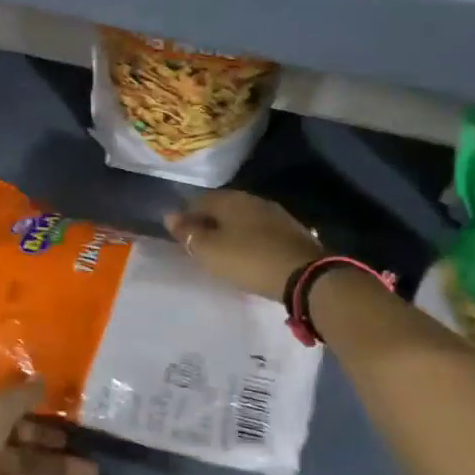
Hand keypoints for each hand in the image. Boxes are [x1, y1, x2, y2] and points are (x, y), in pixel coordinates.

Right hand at [165, 190, 322, 301]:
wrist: (305, 276)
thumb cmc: (248, 260)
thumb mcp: (210, 251)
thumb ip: (189, 233)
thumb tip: (170, 216)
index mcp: (230, 199)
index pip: (199, 200)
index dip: (185, 216)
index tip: (179, 235)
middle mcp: (252, 199)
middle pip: (222, 206)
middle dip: (208, 221)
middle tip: (198, 242)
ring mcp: (275, 214)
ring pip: (242, 217)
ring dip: (229, 229)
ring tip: (221, 249)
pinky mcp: (291, 231)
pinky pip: (259, 230)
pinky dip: (248, 238)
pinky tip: (247, 252)